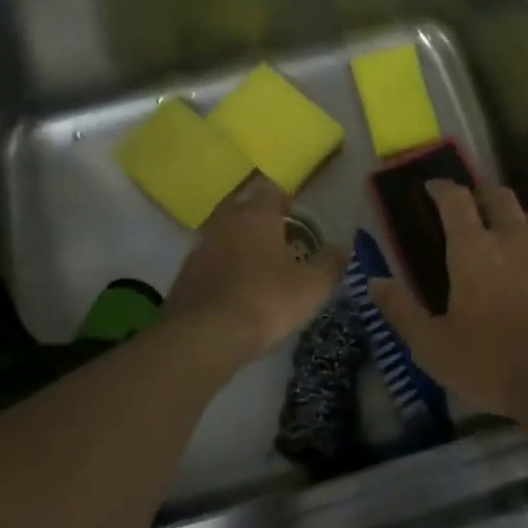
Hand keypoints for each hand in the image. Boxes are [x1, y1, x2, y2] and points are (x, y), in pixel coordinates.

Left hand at [165, 177, 345, 362]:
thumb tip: (343, 248)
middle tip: (279, 243)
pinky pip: (209, 262)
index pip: (271, 191)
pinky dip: (222, 270)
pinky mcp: (184, 274)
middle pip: (243, 209)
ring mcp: (200, 247)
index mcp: (257, 215)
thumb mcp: (312, 287)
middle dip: (259, 221)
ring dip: (239, 245)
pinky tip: (235, 292)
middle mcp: (225, 221)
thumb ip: (331, 265)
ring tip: (258, 270)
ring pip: (224, 235)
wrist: (204, 336)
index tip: (297, 220)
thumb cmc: (266, 301)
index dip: (286, 202)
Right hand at [370, 181, 527, 418]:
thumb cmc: (492, 363)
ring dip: (513, 220)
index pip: (455, 199)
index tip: (433, 189)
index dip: (442, 188)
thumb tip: (375, 282)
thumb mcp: (432, 346)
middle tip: (471, 209)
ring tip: (507, 238)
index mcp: (472, 249)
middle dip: (480, 194)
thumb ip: (401, 311)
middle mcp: (513, 237)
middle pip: (497, 195)